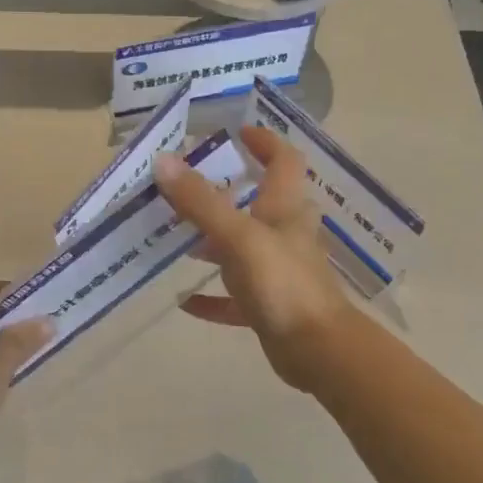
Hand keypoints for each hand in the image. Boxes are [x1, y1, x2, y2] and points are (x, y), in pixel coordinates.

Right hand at [154, 126, 354, 394]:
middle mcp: (284, 235)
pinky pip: (234, 297)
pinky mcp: (269, 307)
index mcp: (284, 209)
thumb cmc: (283, 283)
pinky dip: (212, 297)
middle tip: (186, 187)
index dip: (264, 142)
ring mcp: (277, 272)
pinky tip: (185, 300)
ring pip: (242, 248)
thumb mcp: (238, 237)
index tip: (236, 133)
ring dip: (212, 242)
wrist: (317, 349)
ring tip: (175, 237)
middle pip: (258, 203)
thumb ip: (201, 202)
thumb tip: (164, 161)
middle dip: (225, 192)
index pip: (283, 160)